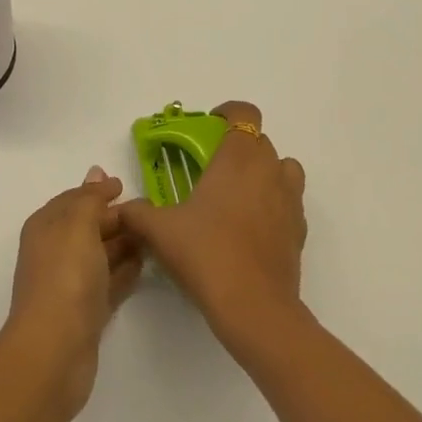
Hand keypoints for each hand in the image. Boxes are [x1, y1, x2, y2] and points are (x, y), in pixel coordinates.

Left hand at [5, 167, 142, 418]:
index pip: (74, 199)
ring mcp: (71, 283)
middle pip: (89, 226)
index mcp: (47, 226)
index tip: (126, 186)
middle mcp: (56, 251)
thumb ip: (90, 198)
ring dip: (125, 243)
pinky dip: (125, 271)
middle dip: (116, 217)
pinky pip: (109, 282)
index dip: (97, 191)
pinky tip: (145, 265)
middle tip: (152, 212)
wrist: (55, 349)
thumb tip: (98, 172)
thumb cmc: (65, 276)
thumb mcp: (78, 224)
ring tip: (155, 235)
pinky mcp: (86, 312)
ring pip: (101, 254)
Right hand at [117, 100, 307, 352]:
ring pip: (282, 168)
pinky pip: (288, 202)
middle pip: (260, 141)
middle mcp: (269, 169)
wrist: (254, 308)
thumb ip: (136, 212)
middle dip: (237, 147)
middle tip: (210, 168)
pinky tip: (249, 227)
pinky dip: (273, 204)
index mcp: (238, 158)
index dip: (228, 113)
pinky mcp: (299, 230)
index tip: (209, 126)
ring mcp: (290, 200)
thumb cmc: (206, 254)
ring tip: (236, 194)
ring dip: (263, 171)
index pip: (244, 113)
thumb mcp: (159, 231)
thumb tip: (122, 208)